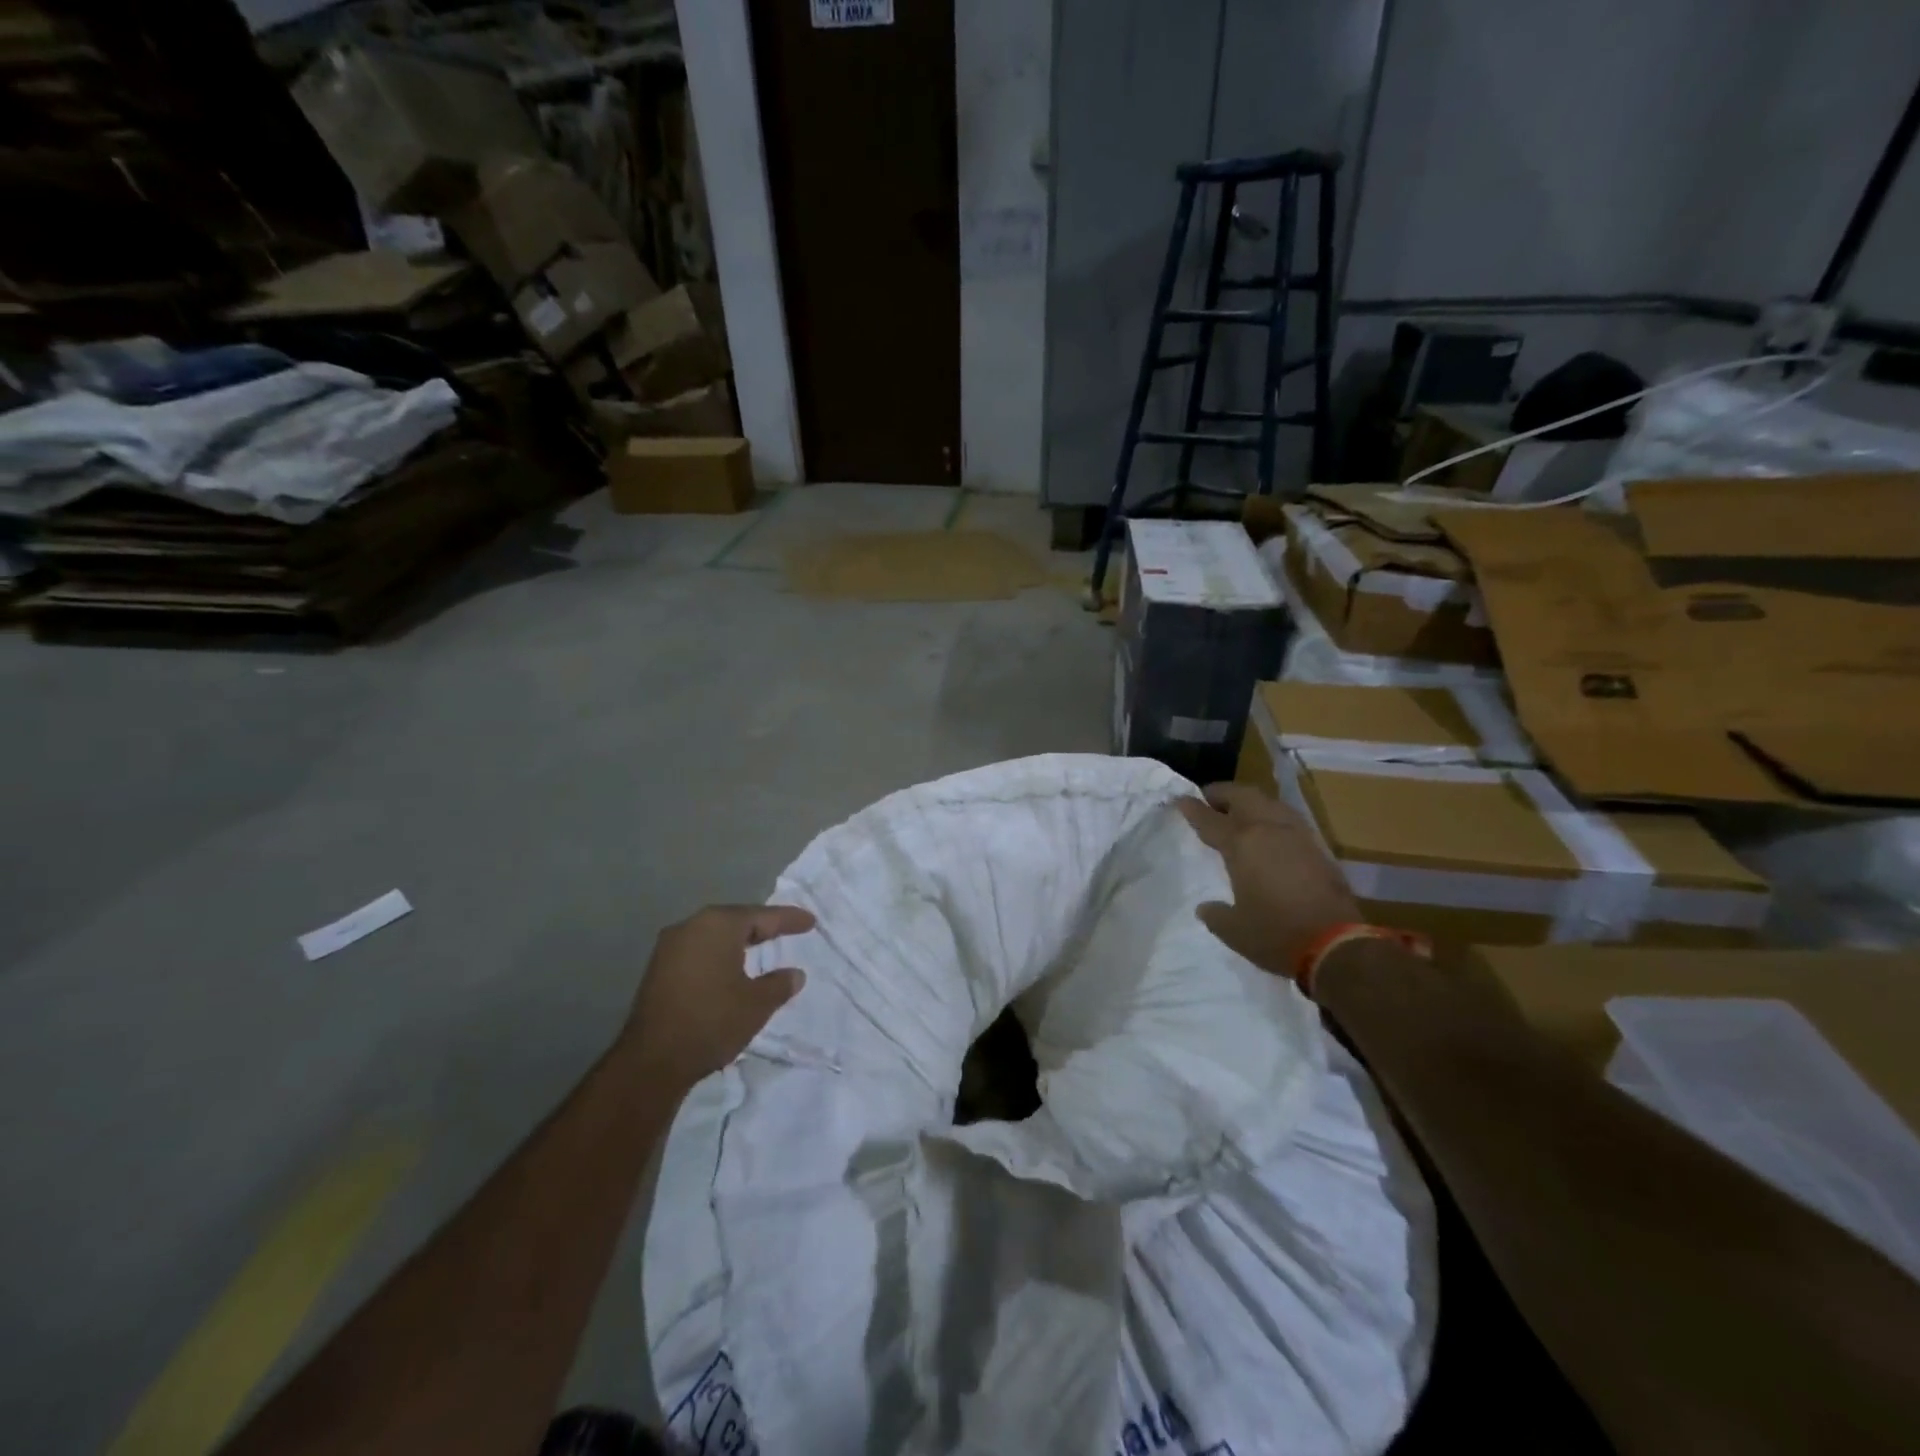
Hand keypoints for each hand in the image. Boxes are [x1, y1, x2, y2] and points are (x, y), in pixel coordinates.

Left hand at [625, 904, 813, 1089]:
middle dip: (762, 926)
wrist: (652, 1061)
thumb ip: (779, 984)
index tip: (810, 922)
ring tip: (761, 948)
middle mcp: (691, 926)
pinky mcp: (657, 970)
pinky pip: (698, 951)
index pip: (762, 916)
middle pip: (735, 920)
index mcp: (718, 925)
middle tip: (786, 931)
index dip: (788, 920)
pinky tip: (730, 969)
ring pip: (714, 935)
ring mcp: (669, 947)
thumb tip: (795, 974)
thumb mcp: (757, 1004)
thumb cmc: (712, 1021)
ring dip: (738, 941)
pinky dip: (719, 955)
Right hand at [1175, 783, 1358, 982]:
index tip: (1180, 799)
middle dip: (1223, 793)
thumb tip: (1206, 907)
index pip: (1210, 819)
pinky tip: (1270, 832)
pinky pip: (1288, 819)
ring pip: (1270, 802)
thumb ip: (1216, 914)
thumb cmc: (1276, 934)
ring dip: (1250, 802)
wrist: (1337, 945)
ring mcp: (1297, 835)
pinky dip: (1272, 817)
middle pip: (1242, 796)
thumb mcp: (1234, 930)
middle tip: (1210, 799)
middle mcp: (1268, 830)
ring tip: (1239, 813)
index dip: (1192, 808)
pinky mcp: (1318, 848)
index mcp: (1241, 844)